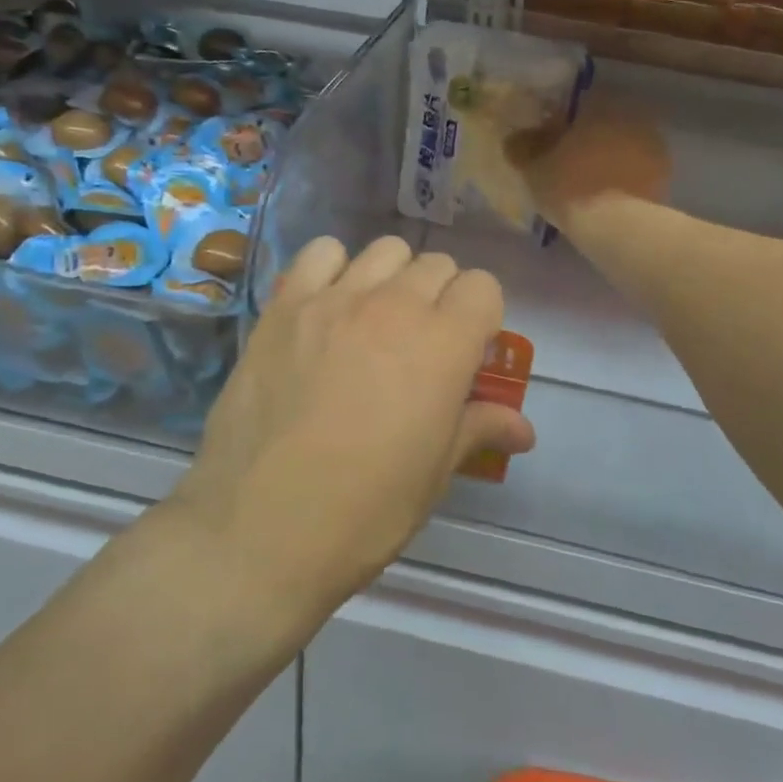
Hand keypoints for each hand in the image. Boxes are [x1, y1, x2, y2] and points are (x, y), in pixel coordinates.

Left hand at [171, 236, 535, 614]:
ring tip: (377, 320)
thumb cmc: (364, 510)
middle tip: (424, 343)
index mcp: (443, 345)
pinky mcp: (284, 306)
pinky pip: (320, 254)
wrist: (259, 530)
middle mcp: (393, 306)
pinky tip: (328, 306)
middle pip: (437, 264)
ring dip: (394, 277)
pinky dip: (334, 267)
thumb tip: (524, 428)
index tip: (468, 351)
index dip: (482, 317)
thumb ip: (480, 429)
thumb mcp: (434, 474)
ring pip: (384, 251)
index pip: (483, 287)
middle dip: (442, 296)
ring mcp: (334, 300)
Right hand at [506, 92, 670, 231]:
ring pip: (623, 145)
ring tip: (589, 183)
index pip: (578, 102)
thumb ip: (523, 148)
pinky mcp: (664, 174)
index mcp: (600, 105)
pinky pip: (636, 169)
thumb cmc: (569, 187)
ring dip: (608, 157)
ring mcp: (653, 145)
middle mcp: (630, 116)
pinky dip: (624, 177)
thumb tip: (514, 138)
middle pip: (604, 123)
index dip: (561, 120)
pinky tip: (608, 196)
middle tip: (568, 162)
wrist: (616, 225)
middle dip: (588, 139)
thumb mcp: (534, 169)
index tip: (549, 139)